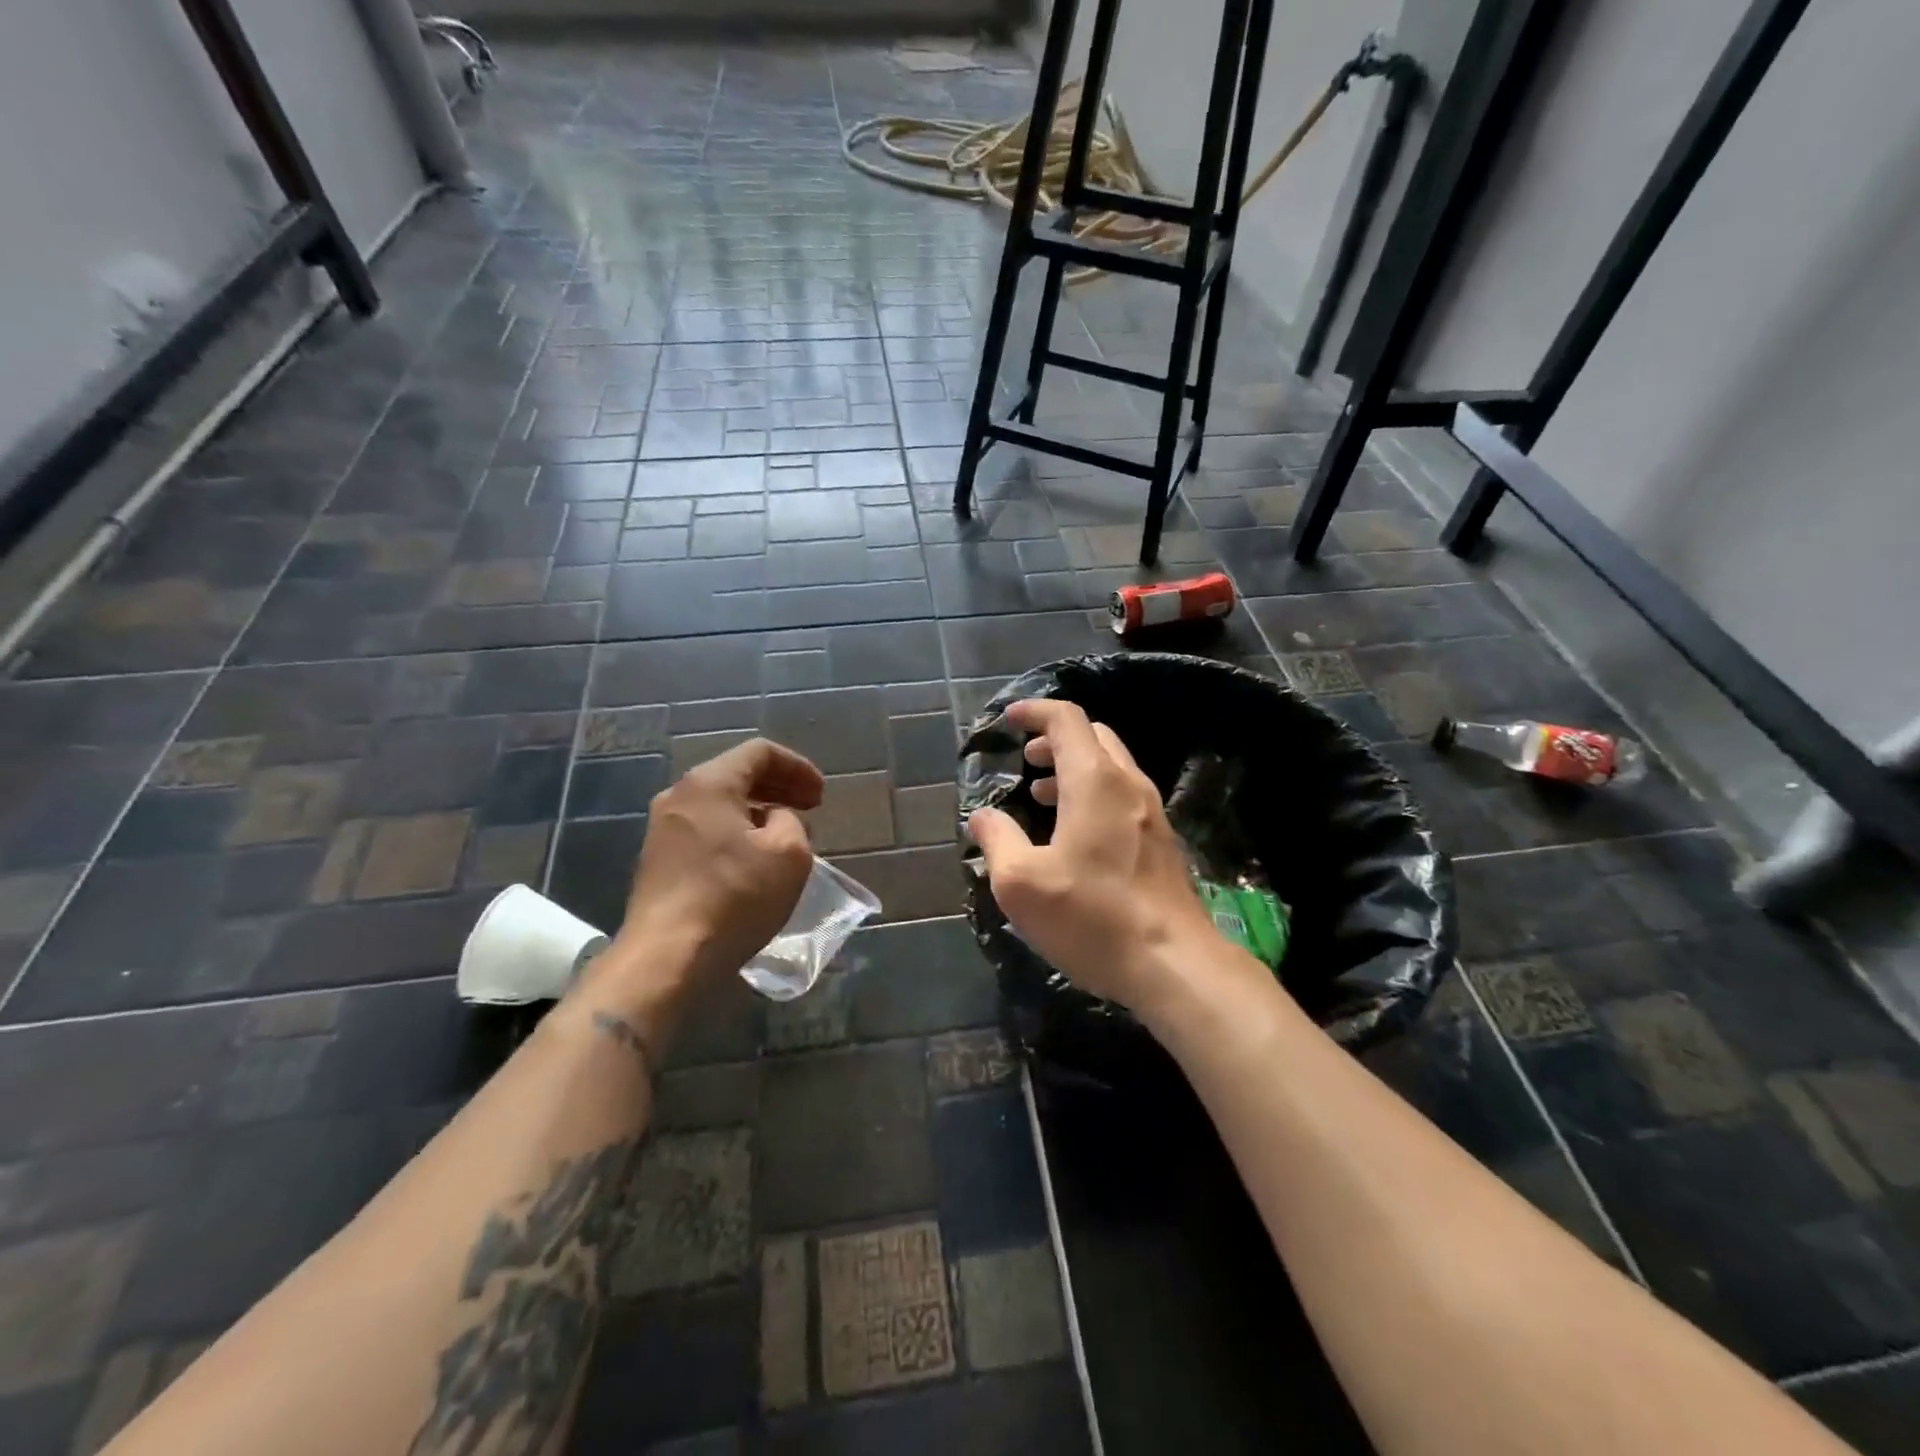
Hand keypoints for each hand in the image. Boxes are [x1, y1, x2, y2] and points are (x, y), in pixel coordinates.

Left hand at [598, 738, 822, 1014]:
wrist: (668, 957)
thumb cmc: (735, 897)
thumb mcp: (789, 853)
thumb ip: (791, 821)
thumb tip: (774, 820)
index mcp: (709, 783)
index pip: (760, 753)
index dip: (798, 767)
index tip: (821, 796)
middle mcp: (679, 796)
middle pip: (736, 774)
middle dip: (779, 787)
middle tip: (811, 808)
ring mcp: (662, 829)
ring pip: (719, 803)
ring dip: (758, 811)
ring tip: (787, 834)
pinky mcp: (657, 861)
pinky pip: (705, 829)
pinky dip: (736, 831)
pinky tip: (754, 858)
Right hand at [967, 700, 1216, 1011]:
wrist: (1174, 964)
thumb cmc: (1092, 917)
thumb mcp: (1022, 883)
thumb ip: (997, 840)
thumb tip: (982, 816)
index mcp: (1094, 781)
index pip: (1067, 720)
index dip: (1035, 711)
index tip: (1009, 720)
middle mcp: (1128, 785)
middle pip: (1094, 736)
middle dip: (1056, 740)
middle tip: (1026, 761)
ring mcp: (1152, 813)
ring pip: (1111, 767)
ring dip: (1075, 769)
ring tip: (1042, 797)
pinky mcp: (1163, 841)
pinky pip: (1124, 796)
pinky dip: (1094, 794)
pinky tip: (1075, 834)